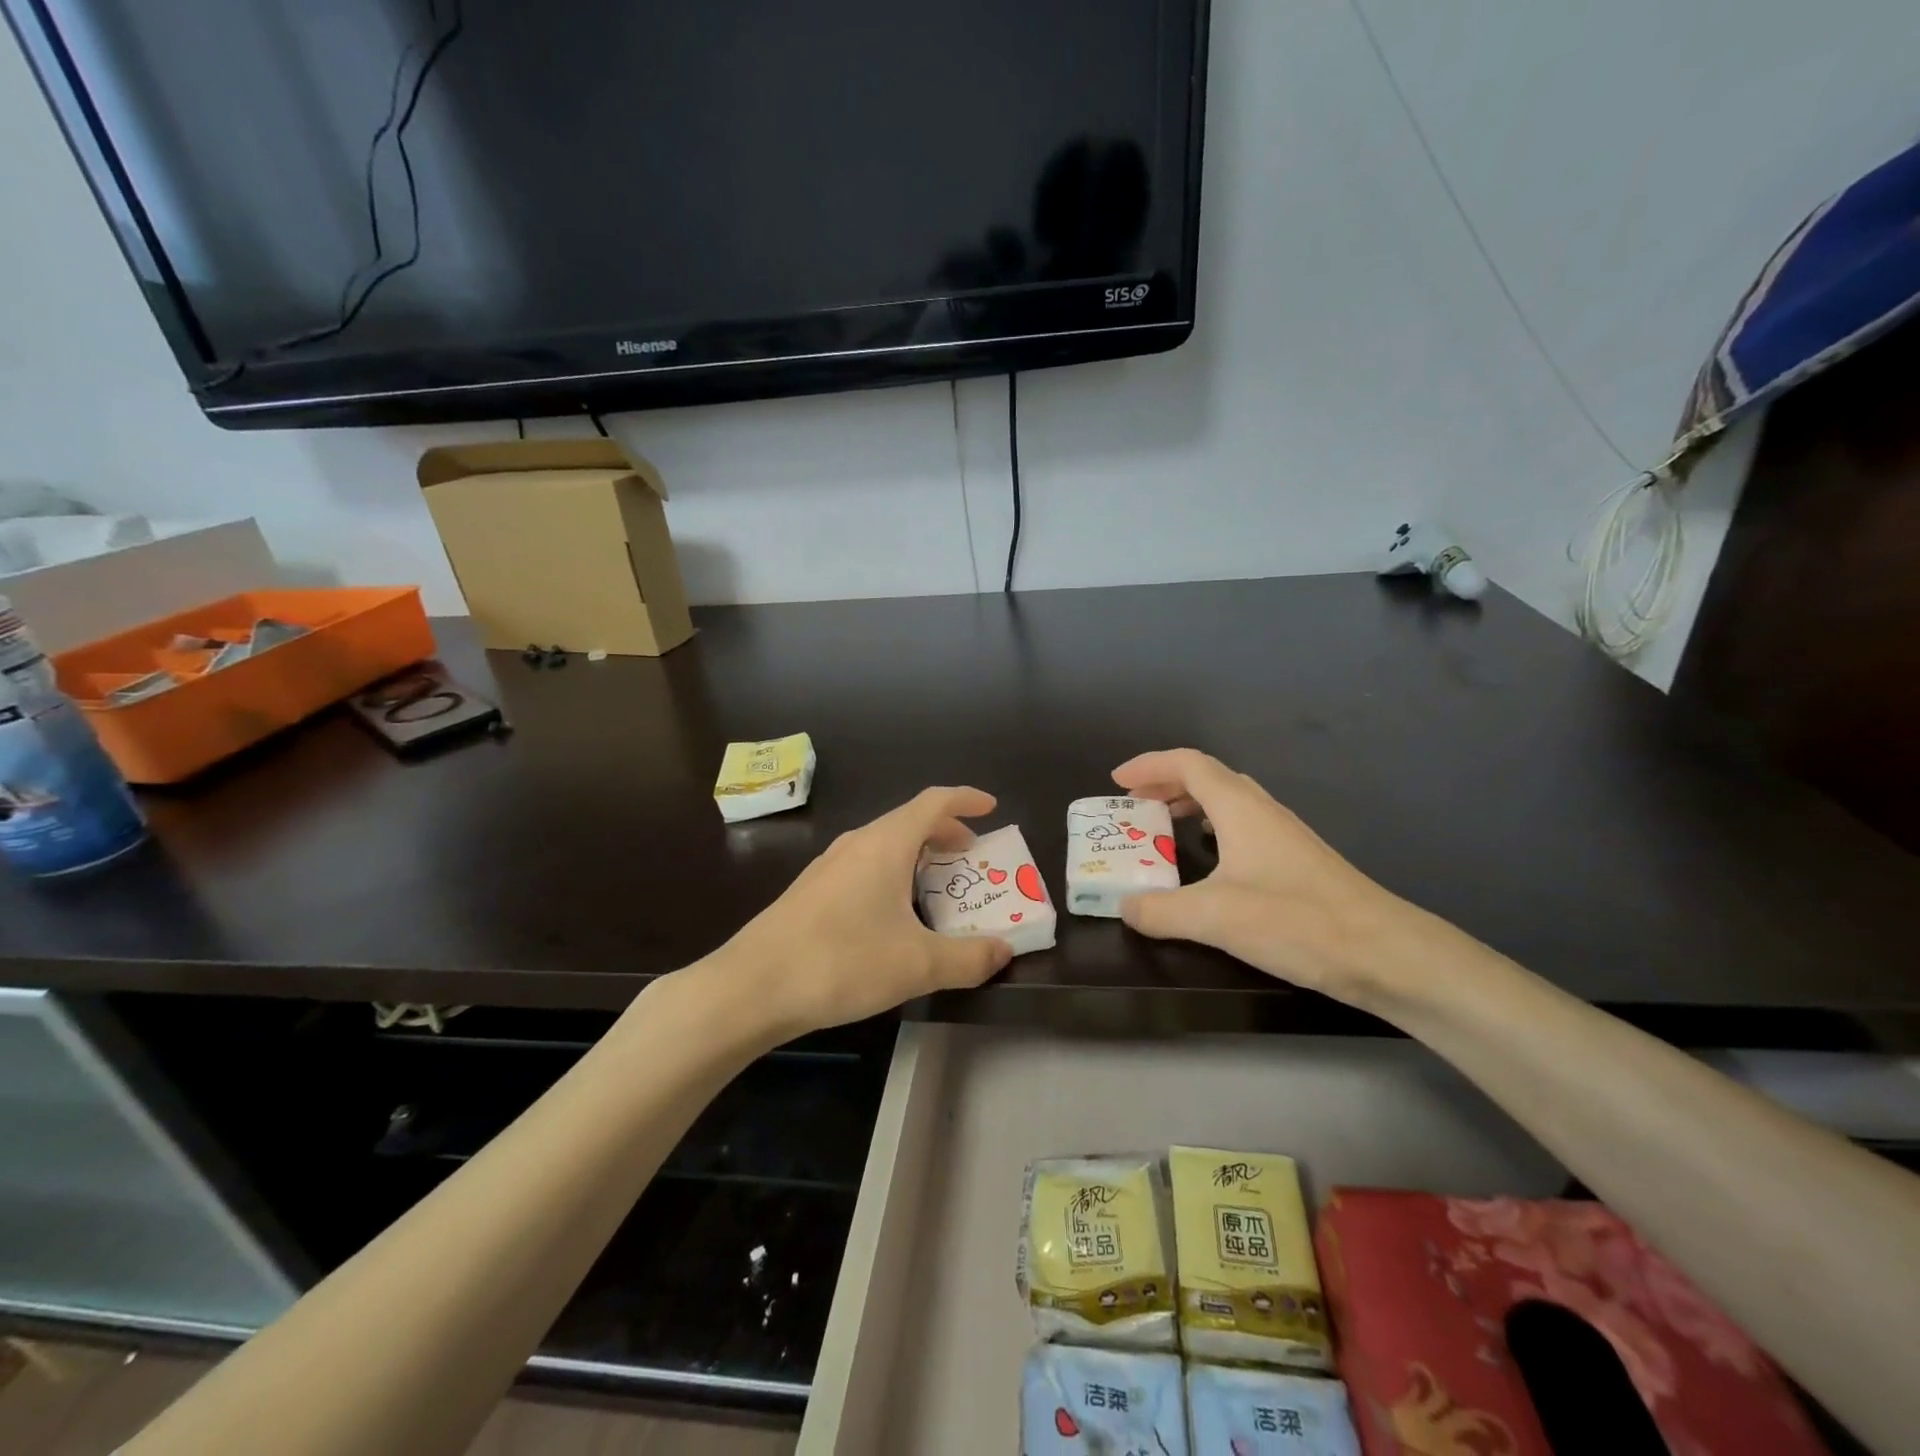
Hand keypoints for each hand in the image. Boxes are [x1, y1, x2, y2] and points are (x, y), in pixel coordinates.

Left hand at [711, 788, 1013, 1036]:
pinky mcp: (812, 891)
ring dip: (917, 854)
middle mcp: (857, 844)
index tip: (991, 808)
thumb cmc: (842, 961)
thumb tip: (1004, 951)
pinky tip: (893, 912)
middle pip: (909, 821)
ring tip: (937, 883)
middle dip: (946, 831)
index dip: (966, 799)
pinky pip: (864, 865)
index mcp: (886, 844)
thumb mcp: (918, 965)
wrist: (753, 987)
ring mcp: (829, 866)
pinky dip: (892, 873)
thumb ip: (968, 958)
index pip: (933, 802)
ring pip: (884, 844)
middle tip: (972, 854)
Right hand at [1112, 749, 1428, 1005]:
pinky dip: (1213, 828)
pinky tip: (1209, 862)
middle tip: (1134, 804)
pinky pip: (1243, 826)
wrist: (1385, 952)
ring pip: (1229, 801)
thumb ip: (1160, 911)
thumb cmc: (1296, 921)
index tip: (1116, 781)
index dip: (1149, 765)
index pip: (1188, 764)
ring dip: (1190, 804)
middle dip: (1165, 783)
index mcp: (1240, 808)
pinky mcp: (1297, 862)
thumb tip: (1124, 907)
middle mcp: (1262, 811)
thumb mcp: (1214, 917)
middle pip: (1207, 776)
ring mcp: (1284, 835)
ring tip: (1163, 827)